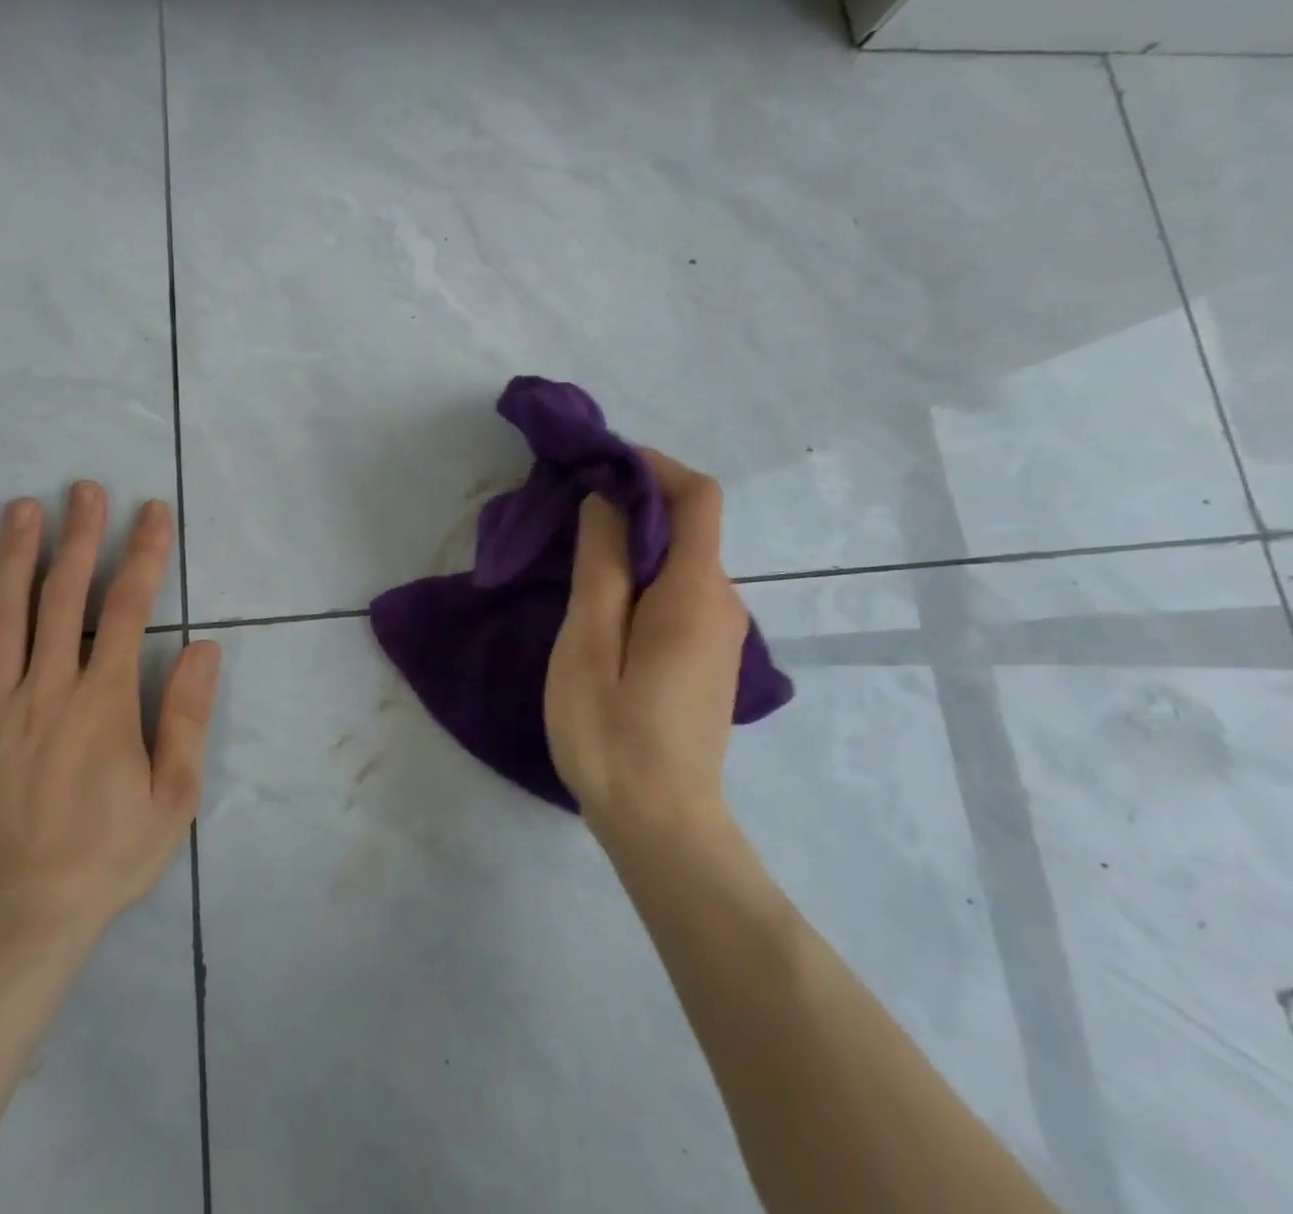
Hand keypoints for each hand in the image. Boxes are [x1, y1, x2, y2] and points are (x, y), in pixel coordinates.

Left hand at [0, 485, 220, 942]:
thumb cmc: (109, 856)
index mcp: (104, 702)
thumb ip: (187, 716)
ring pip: (4, 618)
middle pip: (65, 597)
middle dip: (79, 537)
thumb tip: (205, 647)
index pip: (129, 609)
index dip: (144, 554)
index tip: (152, 512)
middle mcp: (48, 690)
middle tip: (83, 488)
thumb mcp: (173, 795)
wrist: (19, 920)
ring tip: (22, 508)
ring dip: (16, 557)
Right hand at [544, 450, 747, 837]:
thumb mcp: (590, 643)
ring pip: (680, 561)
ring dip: (633, 542)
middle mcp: (722, 603)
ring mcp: (719, 633)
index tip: (598, 466)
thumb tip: (608, 501)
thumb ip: (602, 566)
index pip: (698, 496)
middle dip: (632, 503)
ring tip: (575, 556)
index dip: (653, 466)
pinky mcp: (707, 657)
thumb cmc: (614, 733)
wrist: (662, 826)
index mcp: (697, 592)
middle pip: (688, 525)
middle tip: (569, 511)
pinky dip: (642, 576)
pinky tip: (601, 603)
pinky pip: (678, 593)